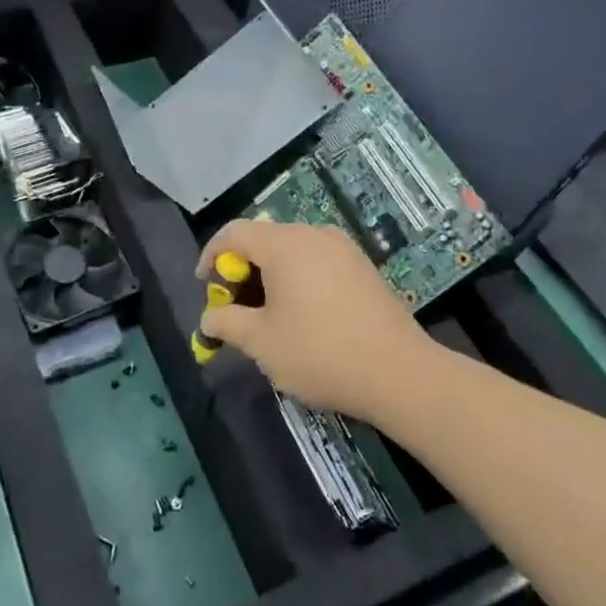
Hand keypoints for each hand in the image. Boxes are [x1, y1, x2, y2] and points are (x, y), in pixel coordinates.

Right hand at [197, 219, 432, 422]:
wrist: (399, 373)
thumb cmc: (319, 353)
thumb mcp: (261, 342)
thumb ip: (226, 323)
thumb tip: (209, 319)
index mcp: (285, 244)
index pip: (234, 233)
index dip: (211, 256)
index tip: (206, 288)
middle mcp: (314, 235)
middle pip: (264, 240)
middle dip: (242, 271)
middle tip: (235, 308)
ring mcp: (344, 249)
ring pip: (292, 251)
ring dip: (270, 276)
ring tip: (267, 315)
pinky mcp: (364, 267)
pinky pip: (318, 262)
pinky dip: (298, 279)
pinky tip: (303, 315)